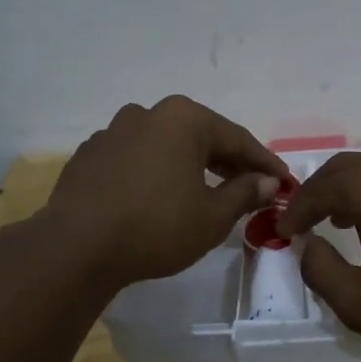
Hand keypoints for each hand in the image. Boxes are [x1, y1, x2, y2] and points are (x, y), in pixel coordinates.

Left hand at [42, 96, 289, 288]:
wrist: (76, 247)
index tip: (284, 182)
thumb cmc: (156, 227)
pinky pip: (135, 159)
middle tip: (251, 188)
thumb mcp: (212, 216)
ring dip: (189, 165)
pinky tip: (158, 198)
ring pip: (165, 146)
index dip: (264, 163)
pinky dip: (154, 173)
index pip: (237, 139)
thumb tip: (268, 182)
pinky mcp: (90, 155)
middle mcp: (148, 114)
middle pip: (200, 137)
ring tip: (204, 192)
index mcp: (183, 119)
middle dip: (228, 163)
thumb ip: (245, 193)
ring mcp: (113, 131)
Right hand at [276, 150, 360, 361]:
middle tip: (306, 220)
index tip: (283, 232)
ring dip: (354, 189)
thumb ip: (319, 268)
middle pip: (348, 168)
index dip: (296, 210)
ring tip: (343, 220)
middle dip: (321, 192)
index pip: (319, 188)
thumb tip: (307, 244)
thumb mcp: (359, 303)